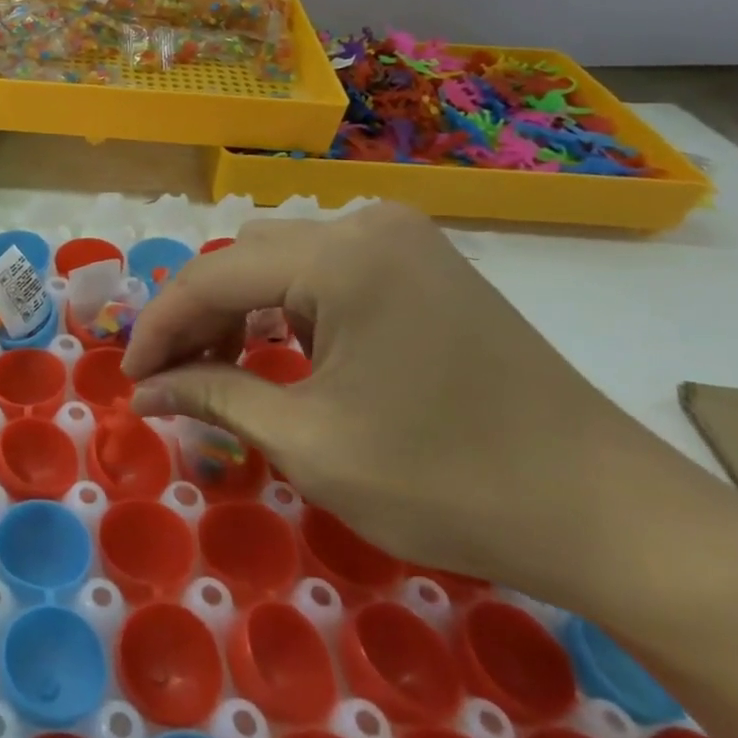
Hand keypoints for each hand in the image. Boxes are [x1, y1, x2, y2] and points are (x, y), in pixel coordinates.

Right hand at [124, 204, 683, 601]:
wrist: (610, 513)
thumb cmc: (448, 481)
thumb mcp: (309, 444)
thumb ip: (212, 398)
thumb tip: (143, 391)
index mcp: (342, 256)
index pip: (212, 276)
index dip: (158, 327)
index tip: (128, 377)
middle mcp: (367, 224)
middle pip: (244, 261)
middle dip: (195, 320)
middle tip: (167, 380)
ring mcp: (401, 239)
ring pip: (280, 262)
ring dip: (237, 313)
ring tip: (214, 371)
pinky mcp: (422, 263)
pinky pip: (325, 273)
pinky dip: (286, 311)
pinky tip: (275, 354)